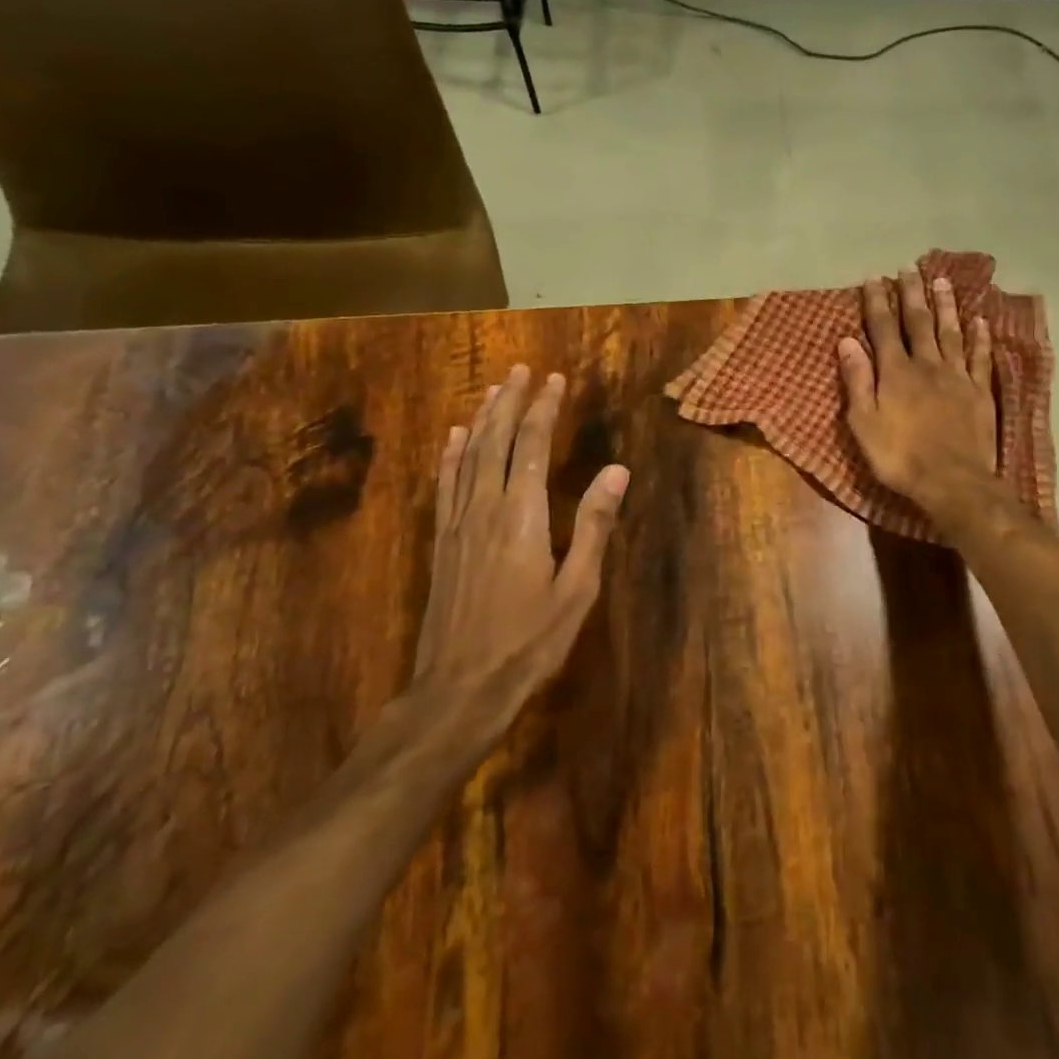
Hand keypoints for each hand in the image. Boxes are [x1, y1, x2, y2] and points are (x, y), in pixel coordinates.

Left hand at [412, 364, 628, 750]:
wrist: (459, 689)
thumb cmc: (530, 642)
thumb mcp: (577, 589)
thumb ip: (595, 525)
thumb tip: (617, 470)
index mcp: (523, 516)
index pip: (533, 447)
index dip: (543, 409)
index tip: (555, 380)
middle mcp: (485, 508)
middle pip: (496, 441)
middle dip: (511, 402)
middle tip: (522, 370)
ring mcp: (457, 524)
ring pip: (468, 456)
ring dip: (481, 418)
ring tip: (493, 389)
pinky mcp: (442, 542)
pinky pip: (446, 485)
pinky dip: (451, 455)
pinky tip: (454, 437)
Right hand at [837, 267, 997, 522]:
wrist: (952, 481)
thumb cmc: (899, 456)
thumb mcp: (864, 422)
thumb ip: (857, 380)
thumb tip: (847, 341)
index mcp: (895, 372)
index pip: (883, 329)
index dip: (878, 303)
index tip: (874, 279)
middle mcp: (927, 365)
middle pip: (918, 323)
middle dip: (912, 294)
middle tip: (909, 269)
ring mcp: (957, 376)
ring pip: (951, 332)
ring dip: (945, 306)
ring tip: (941, 281)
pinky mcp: (980, 391)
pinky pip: (980, 357)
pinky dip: (979, 337)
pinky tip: (979, 320)